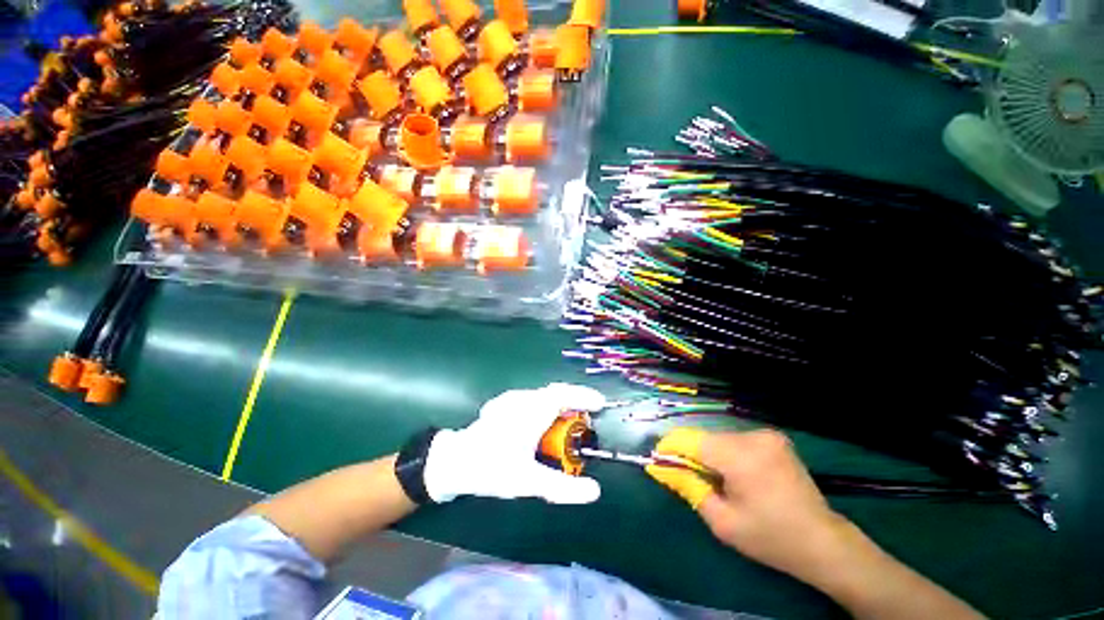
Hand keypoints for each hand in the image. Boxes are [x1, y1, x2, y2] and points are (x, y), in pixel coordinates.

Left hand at [423, 383, 605, 503]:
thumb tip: (595, 491)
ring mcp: (512, 399)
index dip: (584, 396)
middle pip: (556, 392)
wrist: (454, 461)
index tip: (601, 404)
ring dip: (560, 405)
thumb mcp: (529, 482)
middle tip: (587, 420)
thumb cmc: (491, 469)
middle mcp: (523, 399)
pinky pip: (534, 399)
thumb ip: (563, 487)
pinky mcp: (504, 404)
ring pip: (544, 395)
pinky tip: (543, 425)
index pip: (564, 395)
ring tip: (569, 425)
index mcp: (532, 411)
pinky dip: (547, 407)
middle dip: (574, 402)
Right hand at [646, 428, 852, 580]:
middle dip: (690, 454)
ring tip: (713, 479)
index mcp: (740, 457)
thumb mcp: (722, 520)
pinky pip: (736, 440)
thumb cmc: (770, 537)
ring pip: (719, 438)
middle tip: (686, 476)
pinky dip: (726, 453)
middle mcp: (752, 437)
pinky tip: (734, 474)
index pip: (691, 440)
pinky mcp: (773, 438)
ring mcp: (766, 435)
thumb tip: (660, 467)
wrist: (822, 541)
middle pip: (705, 438)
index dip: (670, 447)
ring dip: (709, 454)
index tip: (657, 459)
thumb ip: (688, 487)